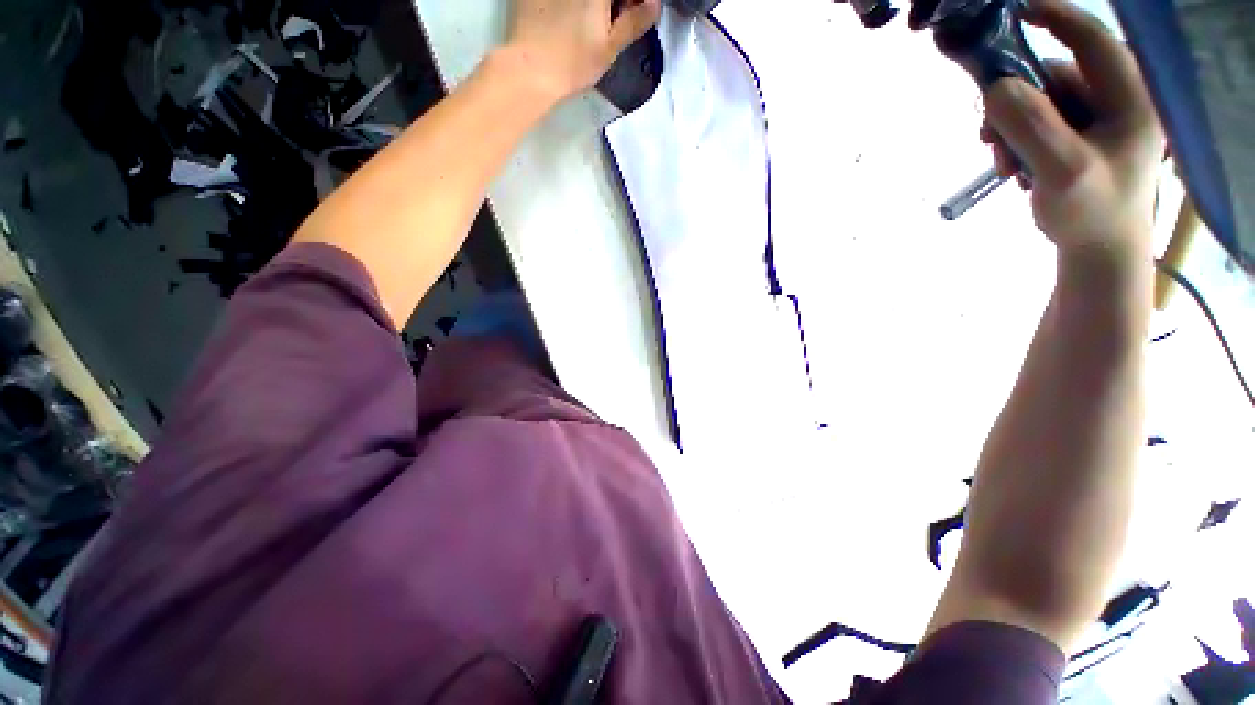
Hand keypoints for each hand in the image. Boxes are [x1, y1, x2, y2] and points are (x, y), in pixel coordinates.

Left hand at [507, 0, 661, 100]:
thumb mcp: (610, 47)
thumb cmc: (573, 62)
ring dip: (595, 6)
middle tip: (614, 19)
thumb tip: (654, 4)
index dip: (632, 4)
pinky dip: (570, 6)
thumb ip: (635, 21)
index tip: (635, 14)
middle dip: (615, 4)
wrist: (529, 70)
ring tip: (589, 25)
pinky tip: (566, 21)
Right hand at [981, 0, 1163, 260]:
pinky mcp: (1081, 133)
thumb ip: (1032, 126)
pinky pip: (1038, 120)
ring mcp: (1099, 117)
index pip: (1091, 38)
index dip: (1054, 16)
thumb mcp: (1062, 172)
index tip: (1015, 11)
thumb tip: (996, 87)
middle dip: (1015, 105)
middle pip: (1054, 75)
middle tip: (989, 140)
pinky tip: (1014, 166)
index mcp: (1130, 98)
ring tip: (1005, 166)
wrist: (1098, 248)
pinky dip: (1017, 140)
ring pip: (1040, 101)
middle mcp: (1117, 98)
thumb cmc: (1091, 214)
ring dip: (1011, 129)